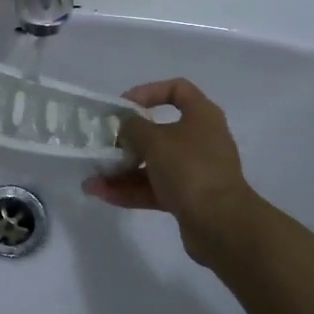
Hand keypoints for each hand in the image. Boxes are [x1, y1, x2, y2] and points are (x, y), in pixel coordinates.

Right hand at [82, 78, 265, 271]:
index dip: (148, 92)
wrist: (220, 224)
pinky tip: (101, 194)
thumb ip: (132, 127)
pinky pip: (153, 188)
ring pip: (153, 164)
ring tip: (92, 178)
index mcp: (201, 116)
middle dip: (127, 140)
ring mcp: (194, 171)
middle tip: (104, 145)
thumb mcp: (154, 140)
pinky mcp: (187, 198)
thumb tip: (125, 126)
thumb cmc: (189, 169)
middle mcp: (200, 139)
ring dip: (122, 170)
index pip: (177, 90)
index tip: (123, 106)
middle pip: (159, 131)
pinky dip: (129, 190)